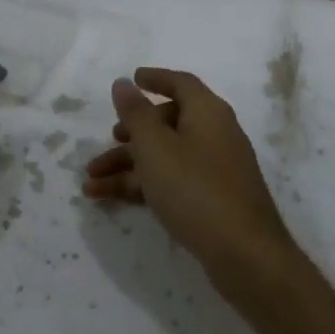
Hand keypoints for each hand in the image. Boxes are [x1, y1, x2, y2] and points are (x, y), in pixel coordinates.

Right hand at [84, 69, 298, 298]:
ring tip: (90, 182)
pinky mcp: (212, 199)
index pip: (181, 83)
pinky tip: (109, 199)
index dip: (156, 79)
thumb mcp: (156, 147)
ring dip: (128, 165)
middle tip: (109, 139)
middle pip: (169, 122)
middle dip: (133, 132)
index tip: (133, 78)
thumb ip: (136, 114)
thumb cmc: (195, 189)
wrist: (244, 255)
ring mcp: (216, 168)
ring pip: (165, 156)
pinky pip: (172, 181)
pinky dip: (143, 185)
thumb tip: (124, 83)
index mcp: (207, 112)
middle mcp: (215, 133)